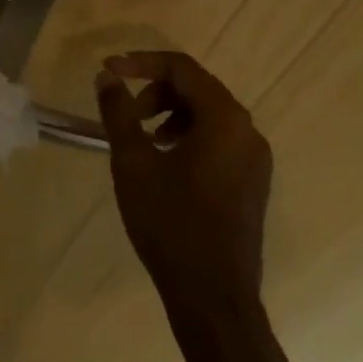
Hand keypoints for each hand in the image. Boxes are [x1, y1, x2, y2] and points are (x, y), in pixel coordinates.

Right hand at [95, 51, 272, 327]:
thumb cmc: (171, 223)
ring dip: (170, 115)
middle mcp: (248, 131)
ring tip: (142, 140)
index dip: (141, 62)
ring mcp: (255, 159)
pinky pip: (218, 140)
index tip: (108, 71)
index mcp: (225, 119)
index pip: (181, 68)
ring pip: (208, 115)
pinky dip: (187, 137)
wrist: (213, 298)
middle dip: (155, 92)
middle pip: (197, 88)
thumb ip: (119, 112)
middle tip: (125, 114)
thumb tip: (108, 77)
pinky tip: (164, 163)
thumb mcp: (133, 162)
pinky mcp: (252, 183)